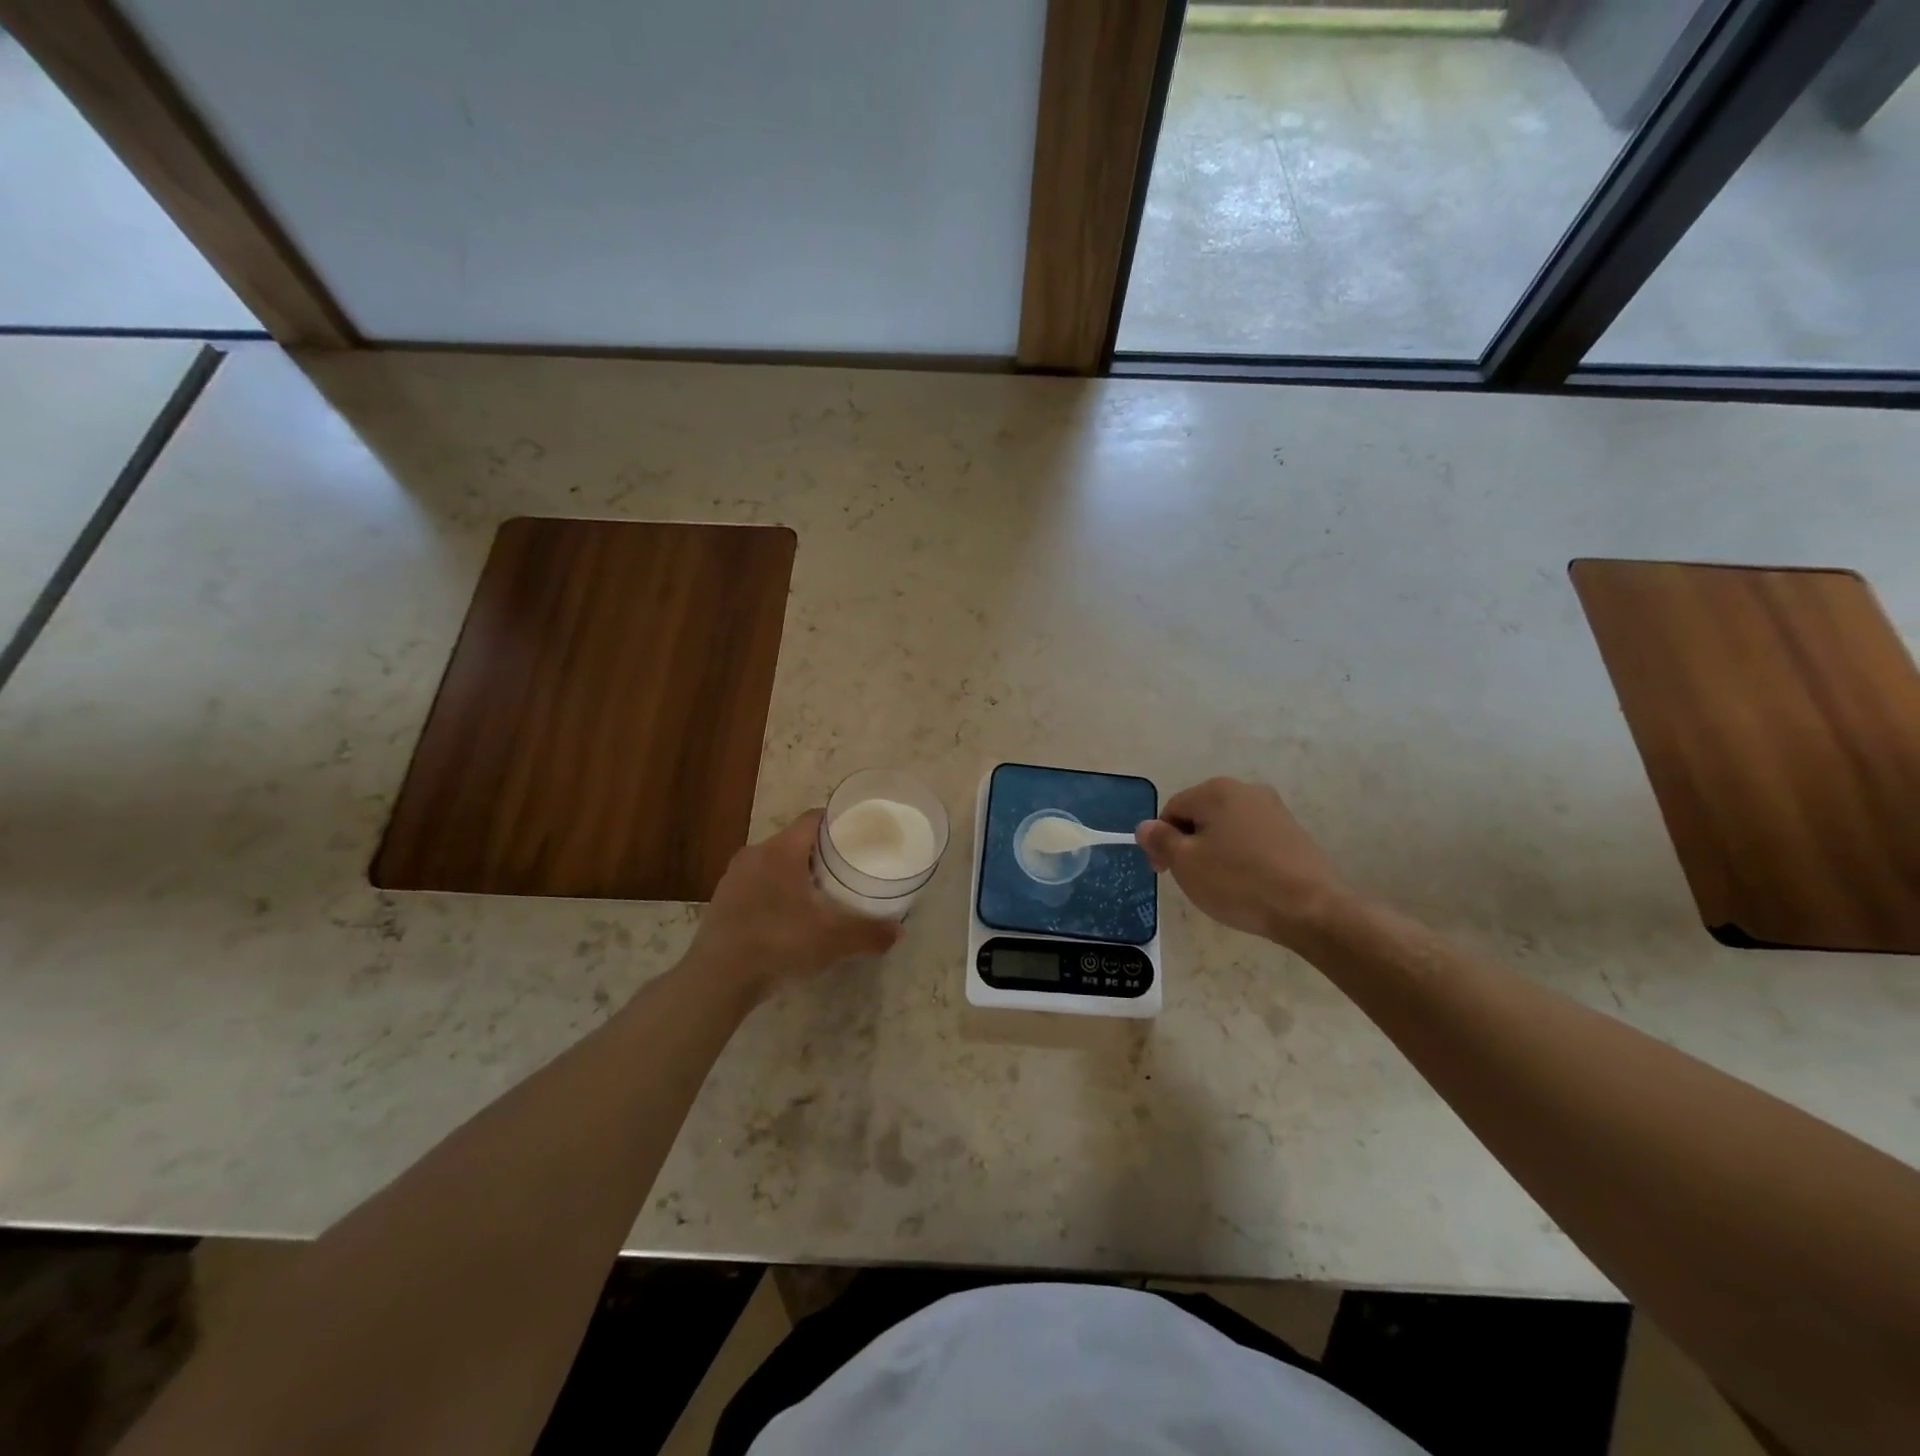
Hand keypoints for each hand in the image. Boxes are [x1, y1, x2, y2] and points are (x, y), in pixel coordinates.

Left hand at [690, 811, 901, 999]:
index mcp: (782, 850)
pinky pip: (756, 885)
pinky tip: (787, 918)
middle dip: (820, 853)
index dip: (838, 822)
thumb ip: (869, 933)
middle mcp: (755, 854)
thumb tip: (899, 931)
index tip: (858, 835)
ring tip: (819, 894)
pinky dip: (775, 893)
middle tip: (845, 869)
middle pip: (794, 841)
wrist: (718, 979)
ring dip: (795, 874)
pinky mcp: (721, 901)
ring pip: (773, 864)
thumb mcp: (833, 940)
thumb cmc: (779, 943)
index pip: (814, 818)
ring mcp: (733, 878)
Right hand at [1136, 777, 1356, 947]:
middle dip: (1189, 845)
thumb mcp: (1186, 863)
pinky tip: (1248, 884)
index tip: (1165, 874)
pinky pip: (1253, 840)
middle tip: (1192, 881)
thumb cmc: (1238, 882)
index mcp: (1216, 791)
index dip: (1162, 842)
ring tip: (1222, 885)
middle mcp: (1246, 790)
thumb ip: (1160, 840)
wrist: (1312, 909)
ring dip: (1216, 852)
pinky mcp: (1294, 833)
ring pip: (1227, 829)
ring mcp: (1274, 810)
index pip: (1172, 810)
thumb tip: (1145, 826)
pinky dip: (1242, 858)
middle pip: (1200, 816)